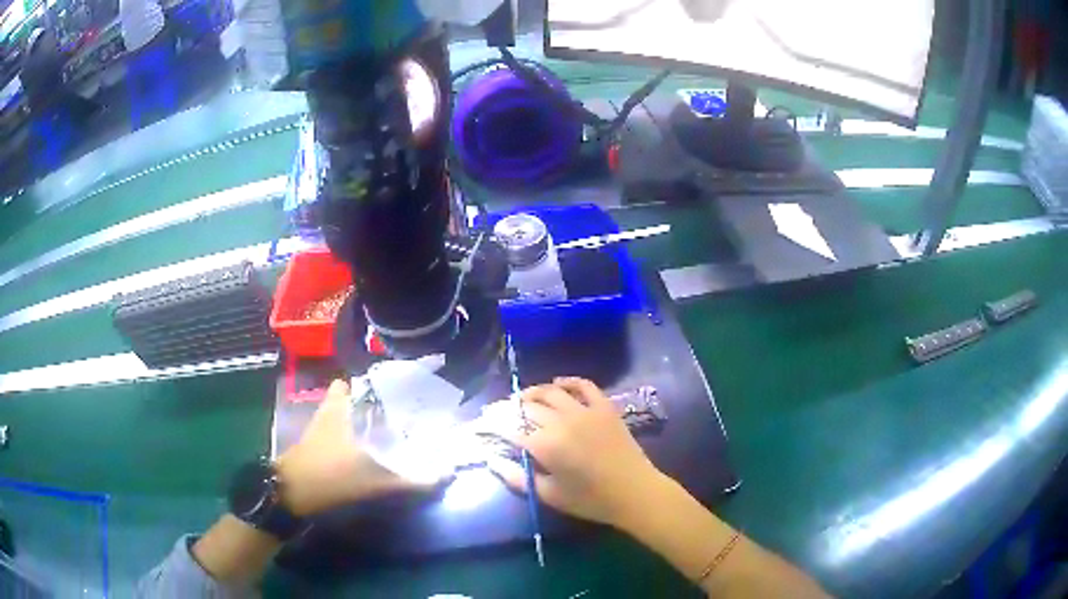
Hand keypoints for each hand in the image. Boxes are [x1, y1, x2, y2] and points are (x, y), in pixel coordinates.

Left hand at [275, 379, 438, 516]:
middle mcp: (330, 409)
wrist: (292, 492)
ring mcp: (320, 425)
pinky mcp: (316, 441)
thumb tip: (448, 474)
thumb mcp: (376, 481)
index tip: (401, 387)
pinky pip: (339, 427)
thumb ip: (413, 480)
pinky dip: (352, 432)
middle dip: (374, 399)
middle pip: (353, 394)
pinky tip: (369, 447)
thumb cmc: (332, 476)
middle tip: (401, 410)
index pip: (358, 381)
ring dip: (362, 415)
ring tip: (391, 426)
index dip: (378, 381)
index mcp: (343, 406)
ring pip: (344, 410)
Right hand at [489, 377, 666, 528]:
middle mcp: (561, 421)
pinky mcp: (604, 406)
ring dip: (533, 392)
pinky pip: (584, 385)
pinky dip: (568, 381)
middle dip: (509, 409)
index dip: (493, 426)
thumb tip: (492, 460)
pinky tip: (558, 384)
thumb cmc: (590, 500)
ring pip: (551, 391)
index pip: (509, 429)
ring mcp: (584, 410)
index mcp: (545, 445)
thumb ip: (517, 477)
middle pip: (527, 407)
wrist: (634, 492)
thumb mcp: (548, 495)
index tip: (483, 425)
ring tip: (523, 398)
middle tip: (500, 412)